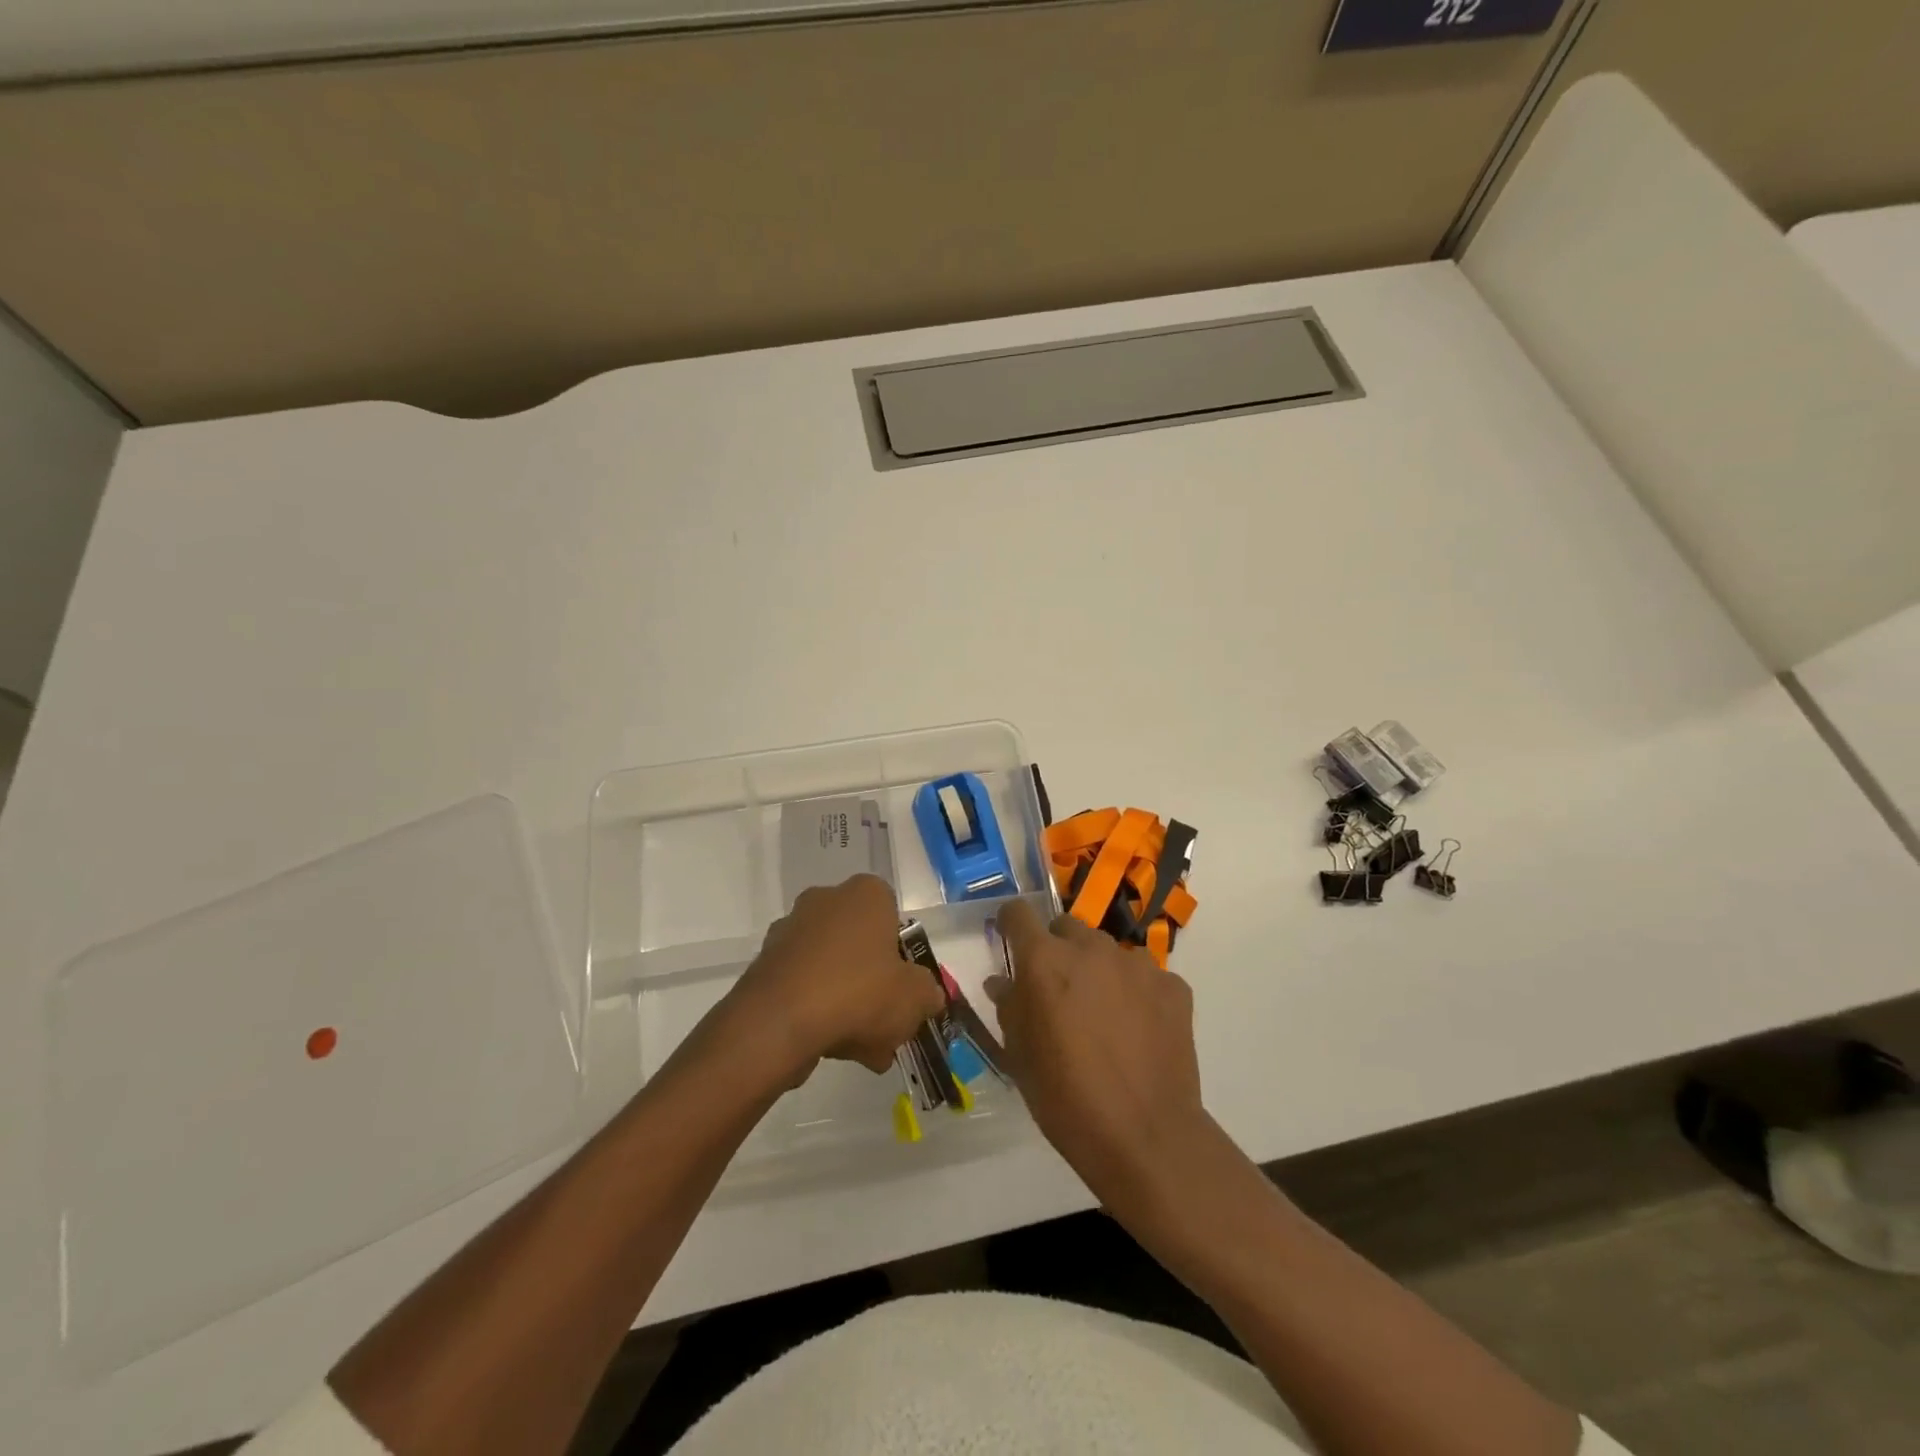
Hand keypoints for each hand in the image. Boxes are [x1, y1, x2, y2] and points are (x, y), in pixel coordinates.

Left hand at [725, 874, 946, 1084]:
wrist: (779, 1022)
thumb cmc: (859, 992)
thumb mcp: (915, 997)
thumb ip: (928, 993)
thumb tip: (927, 995)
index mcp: (865, 894)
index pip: (892, 915)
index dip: (901, 955)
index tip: (905, 989)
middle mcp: (825, 901)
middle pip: (861, 946)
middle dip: (875, 987)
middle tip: (887, 1028)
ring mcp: (790, 931)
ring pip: (833, 969)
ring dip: (848, 1005)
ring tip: (861, 1053)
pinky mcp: (766, 964)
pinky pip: (804, 986)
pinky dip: (817, 1011)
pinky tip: (830, 1049)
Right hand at [988, 899, 1211, 1205]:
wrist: (1145, 1136)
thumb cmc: (1066, 1098)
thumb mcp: (1019, 1056)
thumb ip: (1009, 1007)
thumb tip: (1003, 981)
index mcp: (1044, 960)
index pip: (1019, 914)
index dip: (1011, 923)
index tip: (1009, 938)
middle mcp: (1090, 948)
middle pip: (1067, 928)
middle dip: (1058, 949)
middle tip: (1059, 990)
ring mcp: (1137, 964)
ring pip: (1108, 951)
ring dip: (1099, 970)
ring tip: (1104, 1014)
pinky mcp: (1173, 986)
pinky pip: (1147, 976)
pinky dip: (1138, 992)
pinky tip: (1140, 1030)